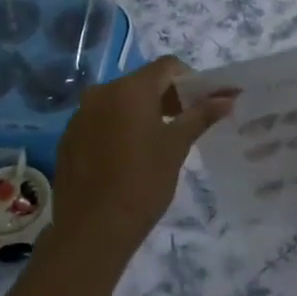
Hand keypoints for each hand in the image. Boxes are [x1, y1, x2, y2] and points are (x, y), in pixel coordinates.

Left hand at [50, 56, 234, 264]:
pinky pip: (100, 121)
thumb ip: (200, 116)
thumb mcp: (176, 147)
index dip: (189, 80)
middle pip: (142, 82)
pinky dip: (118, 128)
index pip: (167, 66)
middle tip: (185, 124)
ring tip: (157, 142)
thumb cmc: (142, 182)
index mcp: (130, 89)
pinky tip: (127, 157)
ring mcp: (80, 115)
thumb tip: (227, 98)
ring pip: (119, 102)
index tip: (202, 104)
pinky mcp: (69, 137)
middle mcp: (101, 92)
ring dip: (141, 113)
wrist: (92, 229)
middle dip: (167, 97)